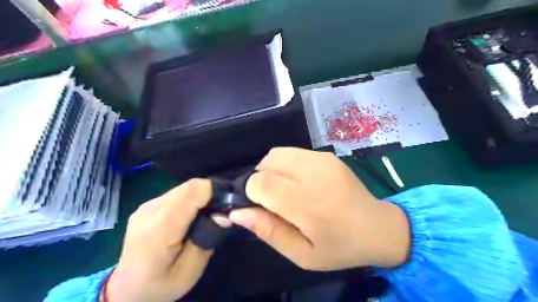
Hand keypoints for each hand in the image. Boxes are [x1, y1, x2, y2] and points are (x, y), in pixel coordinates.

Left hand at [106, 179, 229, 301]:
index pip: (192, 192)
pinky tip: (190, 217)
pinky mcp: (146, 206)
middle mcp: (150, 210)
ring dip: (199, 196)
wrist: (126, 291)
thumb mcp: (190, 271)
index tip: (228, 202)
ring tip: (206, 215)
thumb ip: (206, 239)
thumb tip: (223, 214)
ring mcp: (146, 206)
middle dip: (209, 193)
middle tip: (220, 210)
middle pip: (189, 187)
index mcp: (160, 228)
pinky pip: (175, 194)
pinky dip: (189, 199)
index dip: (214, 190)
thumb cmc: (160, 285)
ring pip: (183, 188)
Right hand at [228, 149, 410, 270]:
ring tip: (285, 190)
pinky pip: (293, 152)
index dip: (252, 193)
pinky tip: (299, 182)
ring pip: (277, 153)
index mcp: (308, 204)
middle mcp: (314, 174)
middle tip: (274, 201)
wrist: (378, 227)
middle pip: (266, 163)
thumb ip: (268, 231)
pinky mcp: (327, 155)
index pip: (261, 183)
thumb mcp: (302, 254)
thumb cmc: (339, 247)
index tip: (260, 207)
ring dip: (272, 170)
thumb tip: (236, 212)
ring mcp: (322, 159)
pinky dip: (286, 165)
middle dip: (260, 180)